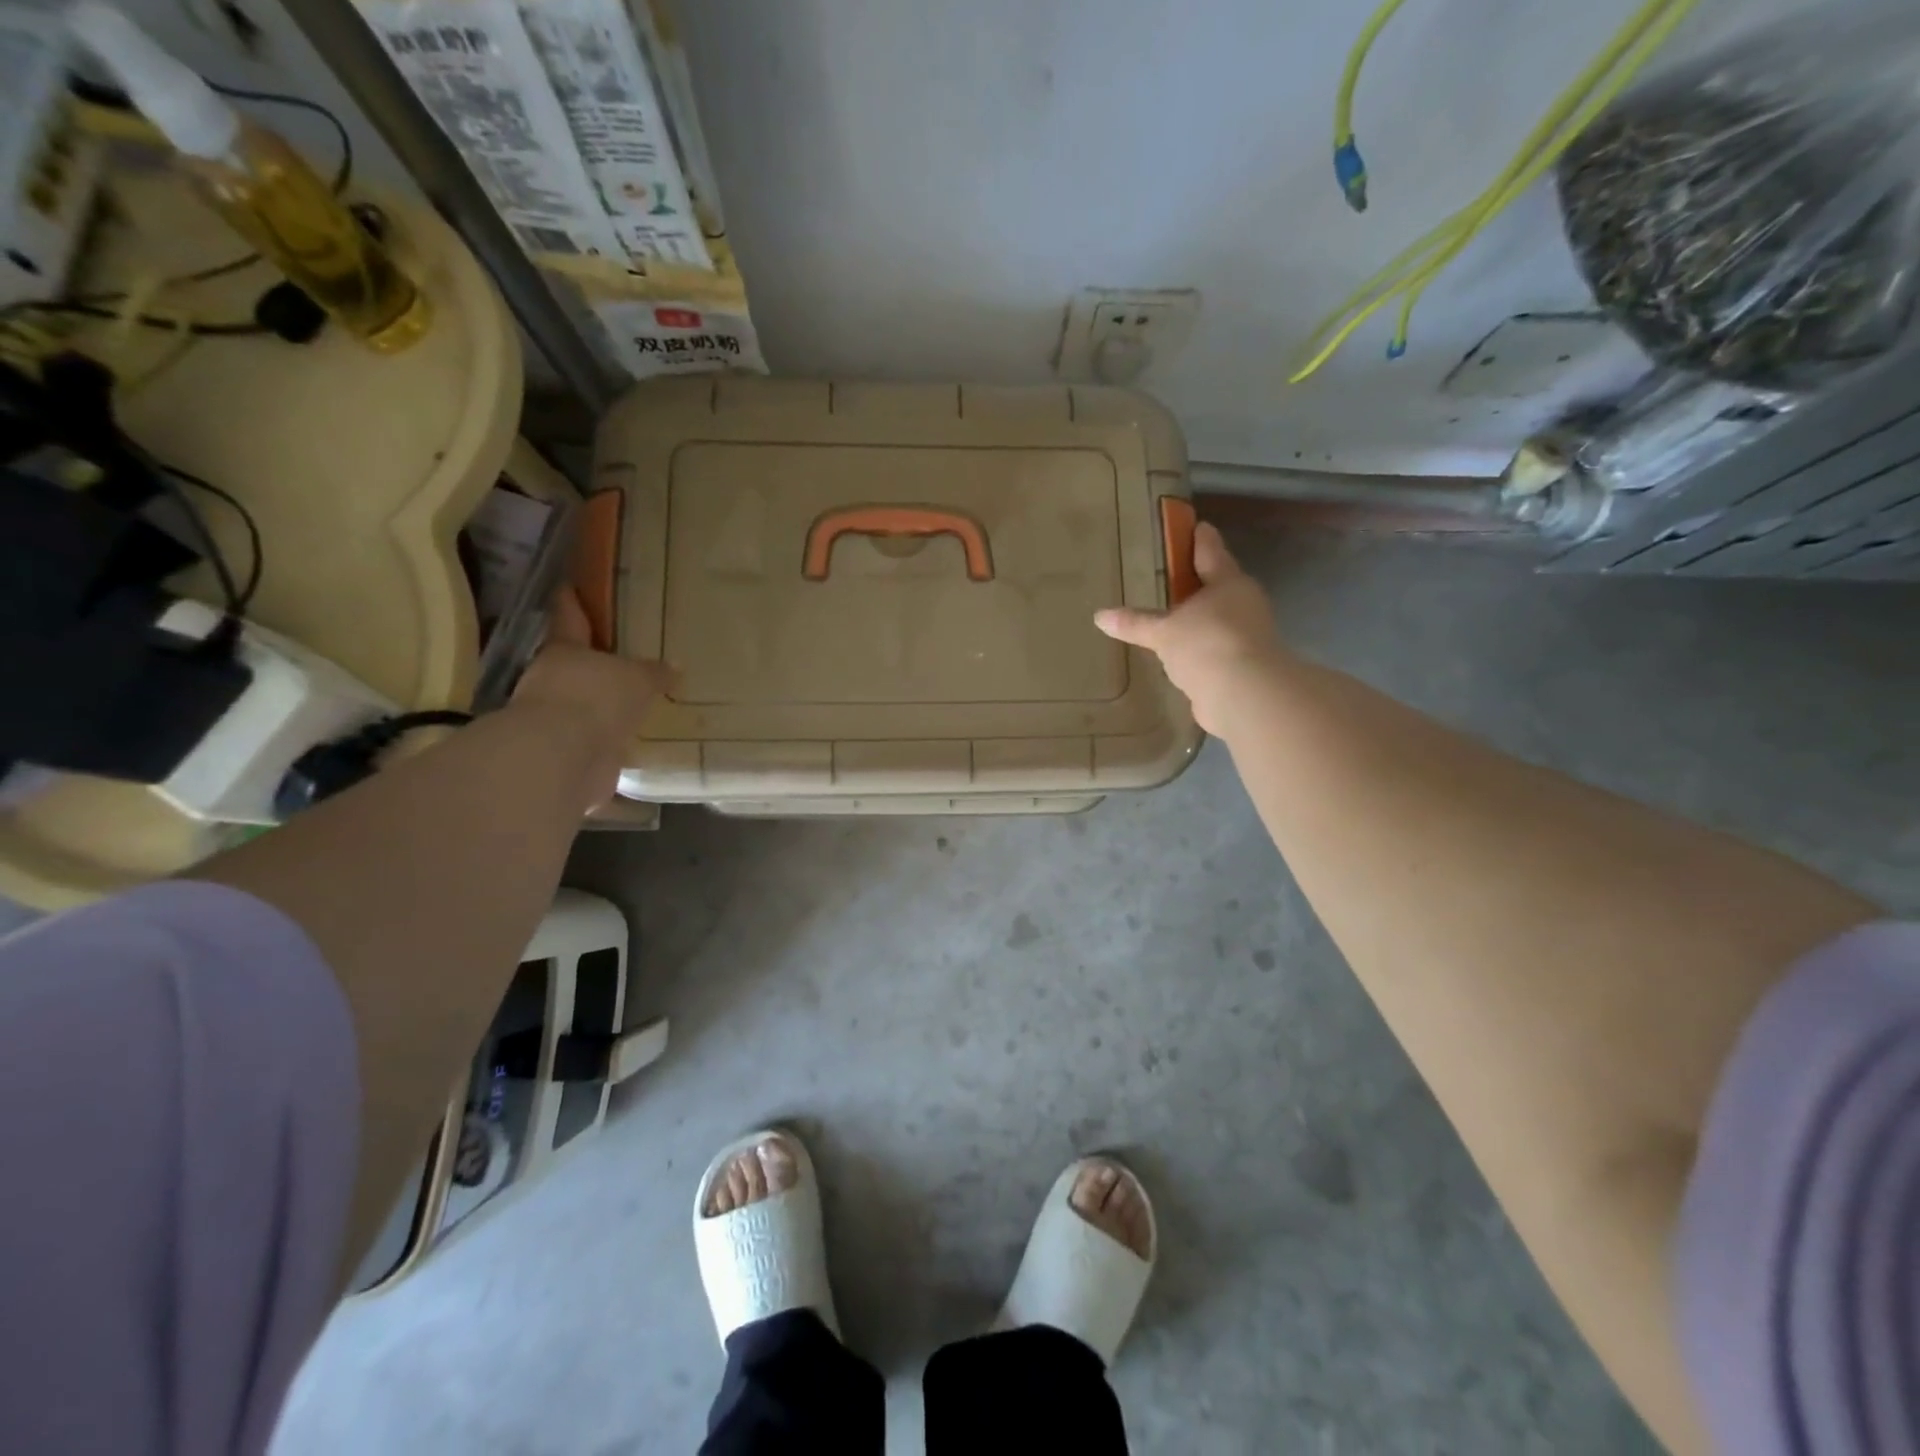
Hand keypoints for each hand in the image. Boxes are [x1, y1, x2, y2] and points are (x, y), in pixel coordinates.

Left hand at [511, 589, 672, 806]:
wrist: (565, 758)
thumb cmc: (597, 697)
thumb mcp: (638, 677)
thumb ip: (655, 672)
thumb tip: (675, 667)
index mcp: (565, 650)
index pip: (568, 617)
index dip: (571, 601)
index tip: (570, 585)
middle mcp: (553, 680)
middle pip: (576, 664)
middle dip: (597, 662)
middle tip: (627, 658)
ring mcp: (557, 718)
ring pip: (586, 703)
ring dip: (606, 705)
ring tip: (639, 703)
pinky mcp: (568, 752)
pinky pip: (596, 739)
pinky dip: (613, 740)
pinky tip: (636, 740)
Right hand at [1094, 521, 1283, 736]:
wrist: (1245, 695)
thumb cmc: (1205, 644)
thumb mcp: (1163, 632)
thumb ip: (1135, 623)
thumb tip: (1099, 616)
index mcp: (1228, 583)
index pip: (1211, 552)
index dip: (1200, 539)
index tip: (1195, 525)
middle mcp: (1244, 605)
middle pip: (1219, 587)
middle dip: (1200, 584)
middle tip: (1175, 579)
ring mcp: (1247, 637)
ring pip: (1220, 621)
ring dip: (1200, 621)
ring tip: (1173, 623)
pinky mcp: (1244, 667)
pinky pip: (1217, 651)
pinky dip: (1201, 652)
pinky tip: (1183, 658)